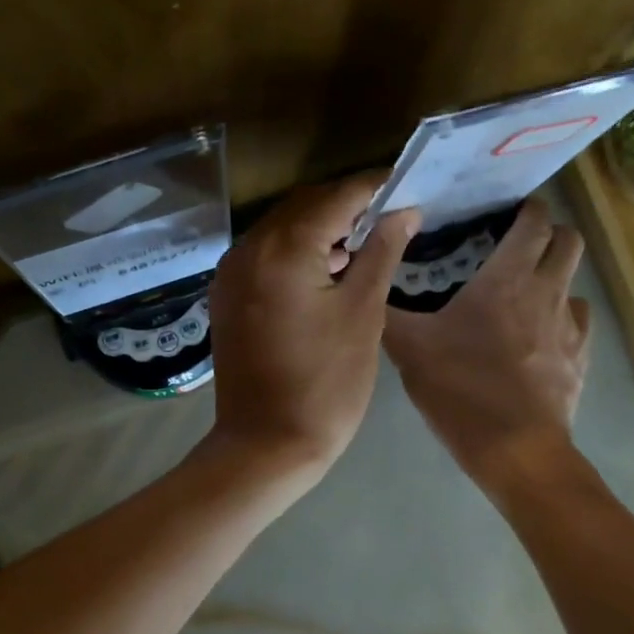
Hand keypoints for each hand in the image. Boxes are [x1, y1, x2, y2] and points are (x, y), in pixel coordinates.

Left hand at [206, 173, 419, 483]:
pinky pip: (264, 257)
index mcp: (283, 248)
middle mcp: (248, 249)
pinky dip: (295, 254)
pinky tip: (323, 274)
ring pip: (281, 230)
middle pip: (304, 207)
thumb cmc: (326, 383)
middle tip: (390, 220)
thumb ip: (381, 252)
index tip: (408, 188)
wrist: (266, 446)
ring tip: (362, 250)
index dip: (375, 188)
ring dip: (320, 230)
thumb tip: (404, 210)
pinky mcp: (226, 298)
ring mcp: (230, 275)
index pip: (337, 196)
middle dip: (347, 207)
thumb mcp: (362, 314)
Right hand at [384, 196, 591, 486]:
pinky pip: (577, 321)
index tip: (503, 213)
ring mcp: (570, 326)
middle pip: (568, 239)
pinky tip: (538, 337)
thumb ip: (389, 313)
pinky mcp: (581, 358)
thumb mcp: (410, 350)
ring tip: (523, 294)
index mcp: (508, 278)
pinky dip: (561, 317)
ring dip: (554, 275)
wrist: (516, 450)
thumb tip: (369, 284)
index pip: (534, 220)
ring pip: (574, 280)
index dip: (525, 209)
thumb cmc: (462, 391)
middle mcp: (548, 291)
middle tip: (515, 246)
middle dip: (547, 233)